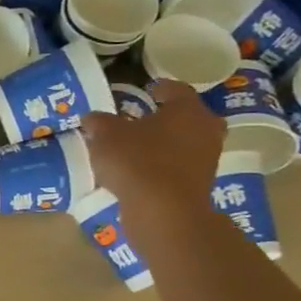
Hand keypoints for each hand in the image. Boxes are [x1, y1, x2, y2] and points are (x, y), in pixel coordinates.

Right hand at [82, 79, 223, 220]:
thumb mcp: (105, 135)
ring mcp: (207, 158)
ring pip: (186, 142)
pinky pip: (181, 166)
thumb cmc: (137, 162)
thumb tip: (93, 118)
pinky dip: (165, 165)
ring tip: (138, 147)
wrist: (164, 212)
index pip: (175, 88)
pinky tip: (142, 171)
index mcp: (187, 108)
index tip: (145, 91)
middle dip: (167, 117)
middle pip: (187, 116)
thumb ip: (99, 122)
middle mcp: (205, 129)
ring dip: (167, 143)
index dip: (157, 88)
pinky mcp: (202, 184)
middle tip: (143, 120)